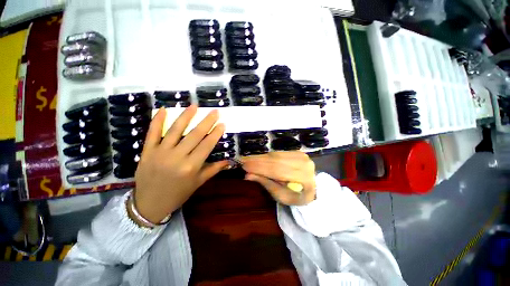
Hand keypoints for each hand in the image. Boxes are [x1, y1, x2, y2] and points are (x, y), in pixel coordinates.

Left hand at [133, 106, 228, 223]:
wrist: (149, 204)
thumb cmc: (178, 194)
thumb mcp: (198, 183)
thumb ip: (213, 169)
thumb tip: (228, 161)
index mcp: (191, 167)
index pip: (207, 145)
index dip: (215, 133)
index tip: (222, 123)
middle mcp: (177, 157)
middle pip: (195, 135)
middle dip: (206, 121)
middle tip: (214, 111)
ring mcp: (160, 152)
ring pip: (175, 130)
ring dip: (186, 116)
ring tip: (194, 106)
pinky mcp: (147, 151)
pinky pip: (152, 133)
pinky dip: (157, 121)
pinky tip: (163, 109)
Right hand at [240, 152, 315, 205]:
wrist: (313, 187)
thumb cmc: (297, 196)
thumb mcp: (282, 196)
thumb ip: (266, 184)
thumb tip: (248, 175)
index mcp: (304, 179)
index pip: (278, 171)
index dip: (260, 168)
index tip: (245, 167)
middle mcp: (304, 164)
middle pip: (276, 161)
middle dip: (257, 161)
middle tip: (243, 161)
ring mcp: (302, 156)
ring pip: (276, 155)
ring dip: (260, 157)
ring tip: (247, 159)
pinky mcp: (297, 152)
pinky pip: (278, 153)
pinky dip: (267, 156)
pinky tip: (258, 157)